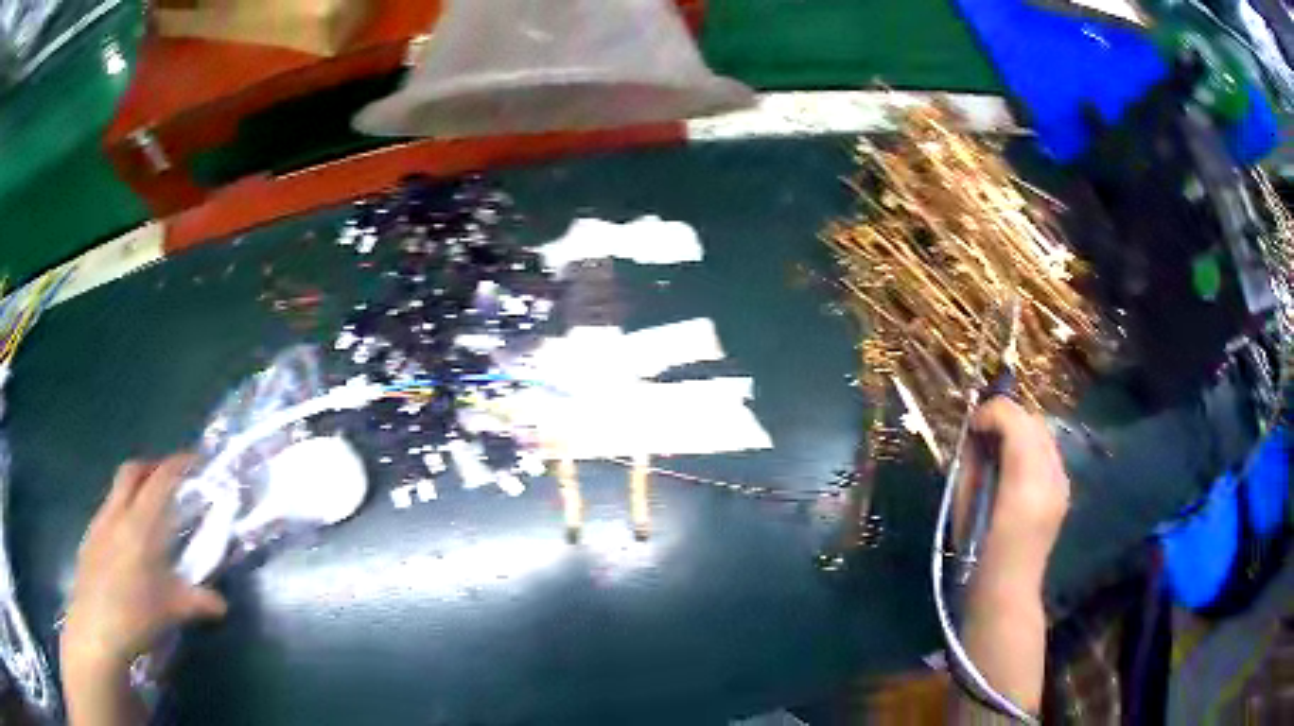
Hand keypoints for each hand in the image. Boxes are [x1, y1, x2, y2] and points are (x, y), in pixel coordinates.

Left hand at [61, 455, 226, 675]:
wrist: (96, 626)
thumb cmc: (137, 614)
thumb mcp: (173, 611)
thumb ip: (198, 601)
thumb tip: (220, 604)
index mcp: (140, 522)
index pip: (161, 479)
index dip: (178, 464)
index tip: (194, 462)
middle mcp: (117, 513)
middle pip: (132, 471)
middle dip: (150, 468)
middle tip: (168, 482)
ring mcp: (99, 524)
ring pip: (116, 492)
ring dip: (133, 492)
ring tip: (148, 519)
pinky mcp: (89, 539)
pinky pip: (106, 514)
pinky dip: (120, 516)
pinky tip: (127, 548)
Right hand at [952, 398, 1069, 717]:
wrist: (1007, 594)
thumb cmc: (976, 556)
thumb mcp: (966, 506)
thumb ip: (972, 465)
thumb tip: (975, 435)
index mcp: (1024, 482)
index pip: (1015, 420)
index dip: (991, 413)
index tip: (971, 426)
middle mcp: (1052, 476)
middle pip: (1034, 421)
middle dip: (1007, 418)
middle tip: (982, 434)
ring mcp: (1062, 483)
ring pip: (1044, 434)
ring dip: (1020, 432)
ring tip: (998, 449)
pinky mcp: (1064, 491)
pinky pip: (1048, 454)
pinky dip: (1030, 449)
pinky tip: (1015, 469)